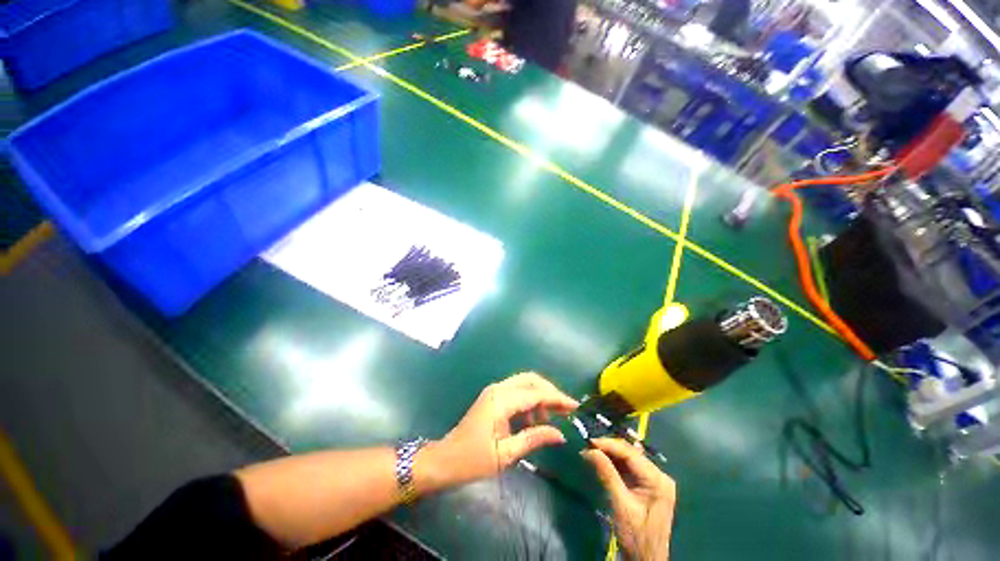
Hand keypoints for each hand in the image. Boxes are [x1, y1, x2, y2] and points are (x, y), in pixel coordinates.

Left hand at [422, 373, 578, 488]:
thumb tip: (560, 434)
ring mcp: (494, 391)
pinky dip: (529, 400)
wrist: (445, 459)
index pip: (535, 393)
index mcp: (501, 400)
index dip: (557, 398)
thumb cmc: (473, 460)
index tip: (575, 406)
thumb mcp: (505, 454)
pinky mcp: (493, 397)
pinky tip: (533, 420)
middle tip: (565, 409)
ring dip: (540, 395)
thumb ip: (533, 438)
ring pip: (524, 383)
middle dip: (550, 391)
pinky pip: (517, 391)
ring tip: (551, 418)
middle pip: (530, 380)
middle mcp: (498, 389)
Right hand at [582, 438, 675, 560]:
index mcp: (658, 480)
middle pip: (630, 453)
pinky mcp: (648, 485)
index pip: (630, 453)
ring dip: (610, 454)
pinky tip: (602, 459)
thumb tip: (589, 450)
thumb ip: (607, 474)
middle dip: (608, 448)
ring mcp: (654, 480)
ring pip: (629, 458)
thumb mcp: (620, 505)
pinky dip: (615, 463)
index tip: (588, 441)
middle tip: (587, 445)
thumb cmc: (635, 536)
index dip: (608, 444)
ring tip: (591, 450)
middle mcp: (659, 475)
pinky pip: (629, 467)